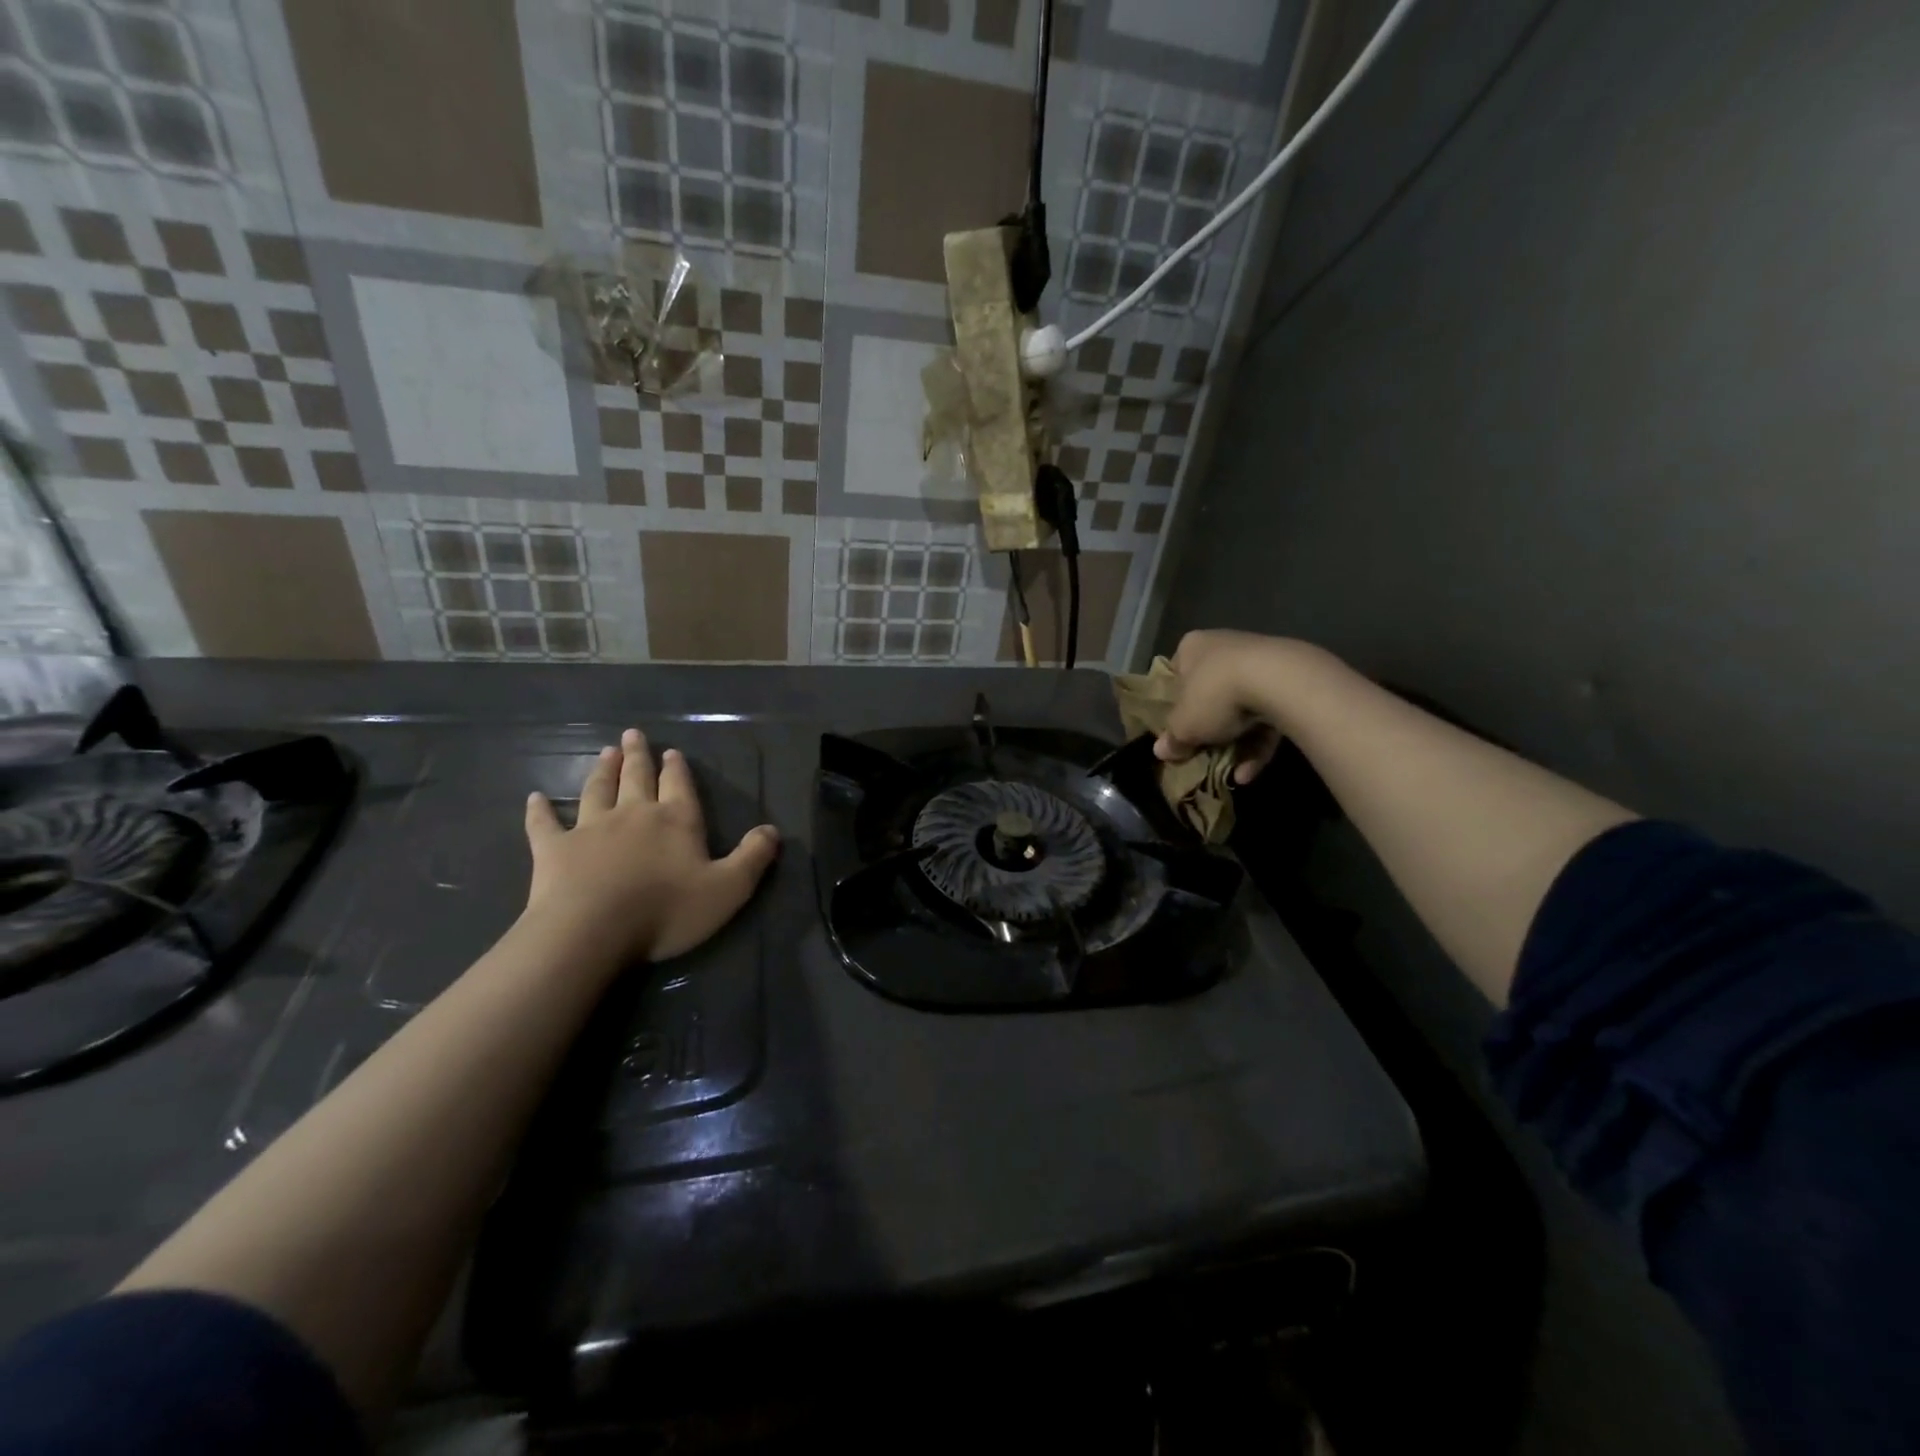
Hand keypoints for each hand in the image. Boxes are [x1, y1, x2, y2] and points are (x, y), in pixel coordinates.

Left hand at [522, 729, 779, 962]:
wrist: (592, 930)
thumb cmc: (666, 910)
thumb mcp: (728, 889)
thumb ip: (753, 857)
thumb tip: (773, 830)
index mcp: (676, 821)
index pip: (679, 786)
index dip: (677, 769)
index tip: (671, 752)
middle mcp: (634, 814)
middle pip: (637, 778)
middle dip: (637, 756)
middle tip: (632, 735)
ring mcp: (590, 828)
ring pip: (597, 790)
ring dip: (602, 770)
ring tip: (604, 752)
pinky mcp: (554, 849)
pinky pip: (544, 824)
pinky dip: (539, 810)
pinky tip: (534, 798)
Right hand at [1152, 630, 1295, 785]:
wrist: (1279, 680)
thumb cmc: (1214, 694)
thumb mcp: (1184, 725)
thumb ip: (1172, 738)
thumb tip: (1161, 751)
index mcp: (1192, 647)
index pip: (1176, 675)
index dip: (1174, 706)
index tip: (1175, 730)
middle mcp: (1224, 646)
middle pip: (1210, 693)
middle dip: (1209, 728)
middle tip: (1202, 754)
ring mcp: (1259, 661)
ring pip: (1241, 708)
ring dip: (1236, 744)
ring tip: (1231, 775)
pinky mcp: (1288, 680)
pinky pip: (1267, 714)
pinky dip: (1258, 743)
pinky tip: (1249, 771)